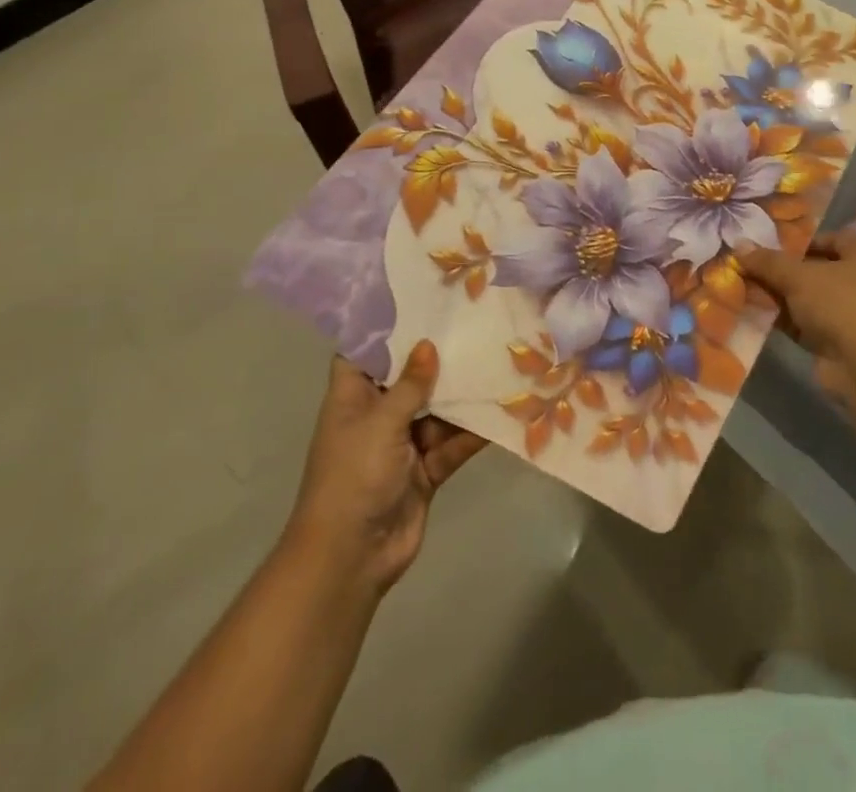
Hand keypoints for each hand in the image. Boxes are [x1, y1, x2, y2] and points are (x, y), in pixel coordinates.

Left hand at [285, 341, 484, 596]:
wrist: (351, 558)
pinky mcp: (426, 470)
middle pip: (409, 377)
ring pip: (437, 409)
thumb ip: (409, 384)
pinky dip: (474, 431)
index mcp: (353, 398)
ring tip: (497, 358)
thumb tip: (429, 343)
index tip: (419, 298)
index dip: (386, 327)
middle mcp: (377, 415)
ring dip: (462, 394)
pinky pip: (453, 442)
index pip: (365, 352)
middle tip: (473, 321)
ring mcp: (403, 444)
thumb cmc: (353, 476)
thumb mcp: (380, 422)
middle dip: (437, 357)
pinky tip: (504, 409)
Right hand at [740, 232, 855, 397]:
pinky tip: (763, 318)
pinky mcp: (846, 344)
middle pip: (822, 271)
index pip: (837, 239)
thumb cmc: (840, 303)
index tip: (777, 248)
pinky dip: (791, 322)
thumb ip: (769, 261)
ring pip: (815, 300)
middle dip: (790, 272)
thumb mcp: (798, 276)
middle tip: (759, 270)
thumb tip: (739, 246)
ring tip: (753, 292)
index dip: (806, 241)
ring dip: (787, 299)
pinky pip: (812, 326)